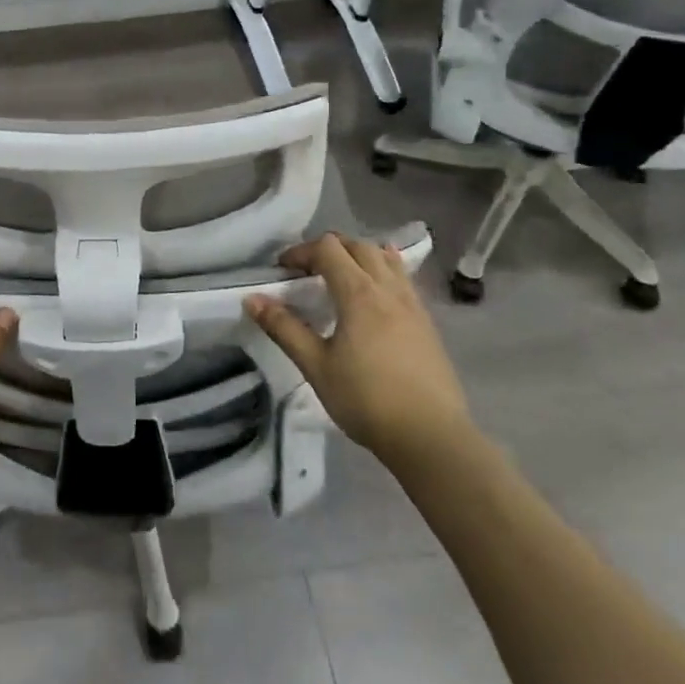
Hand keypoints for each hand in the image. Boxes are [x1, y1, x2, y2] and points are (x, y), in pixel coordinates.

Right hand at [246, 234, 473, 475]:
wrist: (431, 437)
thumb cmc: (367, 400)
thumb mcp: (316, 366)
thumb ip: (284, 328)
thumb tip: (253, 299)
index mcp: (359, 293)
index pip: (328, 249)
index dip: (301, 252)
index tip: (283, 271)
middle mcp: (388, 289)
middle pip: (358, 246)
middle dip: (329, 249)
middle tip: (308, 271)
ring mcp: (413, 304)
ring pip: (386, 259)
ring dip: (360, 256)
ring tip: (343, 277)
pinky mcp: (428, 323)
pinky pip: (403, 280)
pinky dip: (383, 273)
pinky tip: (375, 300)